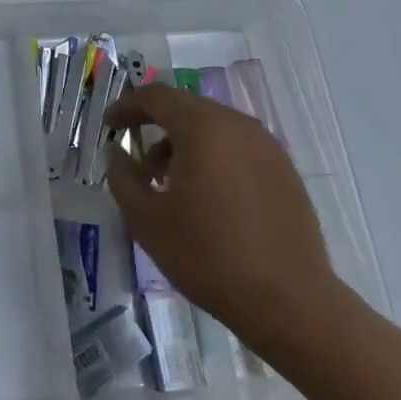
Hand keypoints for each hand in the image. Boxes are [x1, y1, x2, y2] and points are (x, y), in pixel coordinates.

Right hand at [106, 83, 350, 355]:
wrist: (290, 302)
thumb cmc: (208, 256)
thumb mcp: (146, 220)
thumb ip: (122, 177)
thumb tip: (118, 152)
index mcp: (203, 128)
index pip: (156, 97)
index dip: (127, 107)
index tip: (110, 127)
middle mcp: (238, 125)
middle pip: (186, 108)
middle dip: (156, 126)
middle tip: (137, 159)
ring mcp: (267, 147)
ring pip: (214, 127)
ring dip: (185, 143)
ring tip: (170, 184)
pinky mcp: (285, 171)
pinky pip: (238, 148)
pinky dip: (213, 157)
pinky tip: (207, 197)